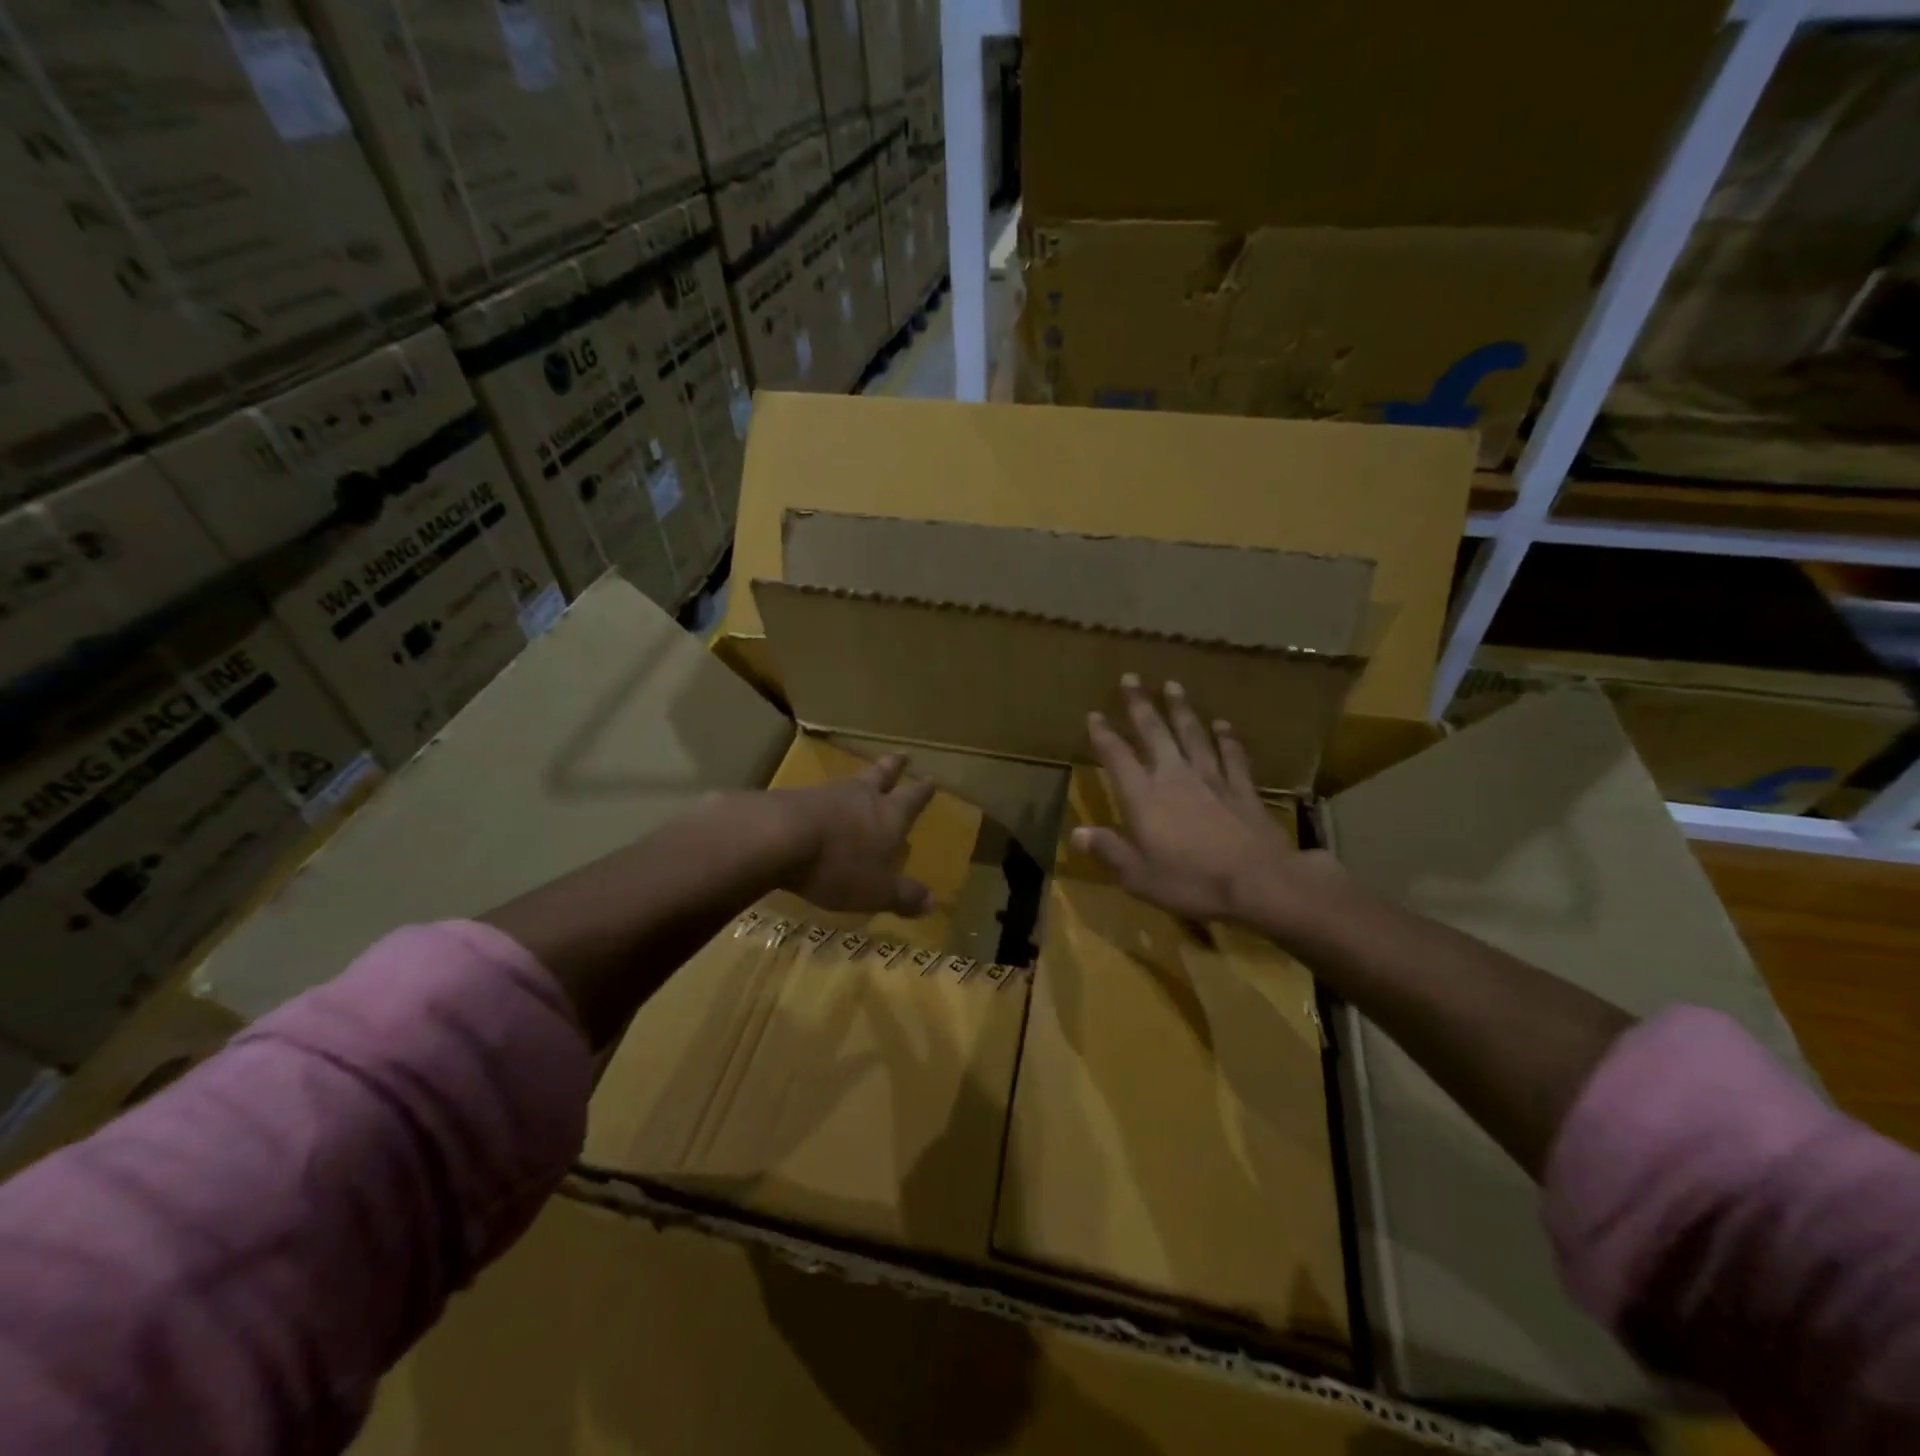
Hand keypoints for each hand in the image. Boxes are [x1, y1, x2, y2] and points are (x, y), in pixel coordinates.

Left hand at [775, 754, 935, 915]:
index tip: (931, 779)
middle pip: (882, 775)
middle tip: (903, 755)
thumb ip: (903, 895)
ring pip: (850, 782)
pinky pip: (817, 797)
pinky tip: (820, 805)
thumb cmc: (839, 865)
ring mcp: (827, 794)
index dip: (923, 791)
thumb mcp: (876, 890)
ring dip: (858, 781)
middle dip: (894, 767)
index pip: (912, 798)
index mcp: (889, 815)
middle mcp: (862, 797)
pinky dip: (824, 800)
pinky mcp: (795, 799)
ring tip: (861, 780)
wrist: (780, 837)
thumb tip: (932, 901)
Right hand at [1073, 676, 1326, 924]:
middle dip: (1140, 705)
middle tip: (1130, 679)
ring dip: (1181, 710)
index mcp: (1144, 798)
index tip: (1094, 715)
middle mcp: (1174, 777)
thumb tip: (1077, 832)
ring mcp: (1212, 779)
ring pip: (1192, 735)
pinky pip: (1232, 755)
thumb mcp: (1139, 877)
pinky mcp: (1242, 788)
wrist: (1259, 883)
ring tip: (1172, 686)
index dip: (1103, 735)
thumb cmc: (1192, 882)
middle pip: (1154, 733)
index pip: (1117, 757)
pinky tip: (1222, 724)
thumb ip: (1109, 851)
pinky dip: (1226, 738)